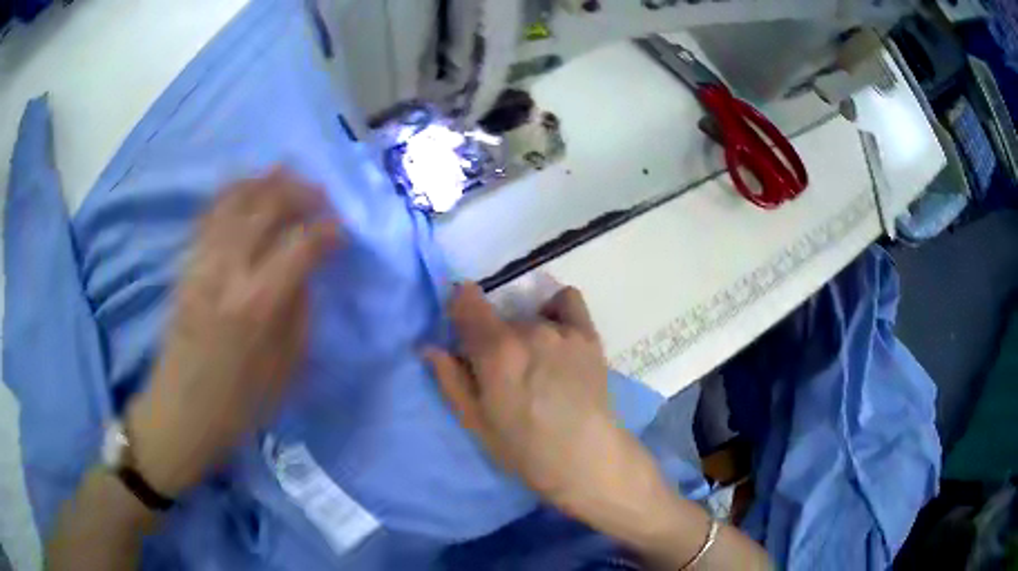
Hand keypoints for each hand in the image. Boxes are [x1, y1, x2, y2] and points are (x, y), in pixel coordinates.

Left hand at [127, 169, 340, 496]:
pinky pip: (208, 216)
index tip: (342, 230)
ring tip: (285, 173)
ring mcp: (202, 263)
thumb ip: (299, 312)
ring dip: (263, 182)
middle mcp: (228, 272)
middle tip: (319, 194)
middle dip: (298, 192)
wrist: (181, 413)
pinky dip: (230, 194)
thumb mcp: (285, 369)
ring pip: (234, 202)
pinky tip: (245, 187)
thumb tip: (306, 271)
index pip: (300, 246)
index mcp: (259, 304)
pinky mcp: (186, 266)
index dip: (326, 231)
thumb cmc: (238, 403)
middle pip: (266, 208)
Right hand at [426, 283, 651, 512]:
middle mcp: (528, 330)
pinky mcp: (587, 334)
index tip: (461, 327)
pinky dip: (556, 310)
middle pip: (498, 317)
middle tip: (501, 370)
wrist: (584, 457)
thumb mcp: (475, 422)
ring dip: (523, 333)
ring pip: (529, 317)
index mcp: (496, 351)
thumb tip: (428, 347)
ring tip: (536, 365)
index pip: (467, 301)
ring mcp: (561, 330)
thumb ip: (450, 379)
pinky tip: (556, 335)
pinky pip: (567, 300)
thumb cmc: (523, 448)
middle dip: (492, 337)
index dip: (459, 307)